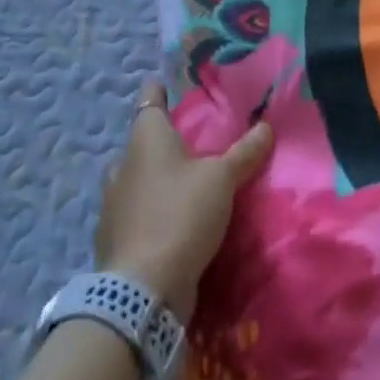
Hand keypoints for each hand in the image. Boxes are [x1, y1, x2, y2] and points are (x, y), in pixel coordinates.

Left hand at [93, 81, 272, 322]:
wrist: (141, 293)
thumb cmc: (181, 215)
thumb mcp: (222, 180)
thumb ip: (245, 152)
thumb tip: (266, 125)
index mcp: (145, 137)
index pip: (150, 98)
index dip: (160, 90)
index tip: (170, 86)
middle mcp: (123, 163)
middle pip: (143, 141)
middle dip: (163, 142)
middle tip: (192, 144)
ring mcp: (112, 203)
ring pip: (136, 178)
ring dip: (155, 179)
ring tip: (184, 184)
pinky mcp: (112, 239)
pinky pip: (133, 213)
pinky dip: (149, 212)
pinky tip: (170, 222)